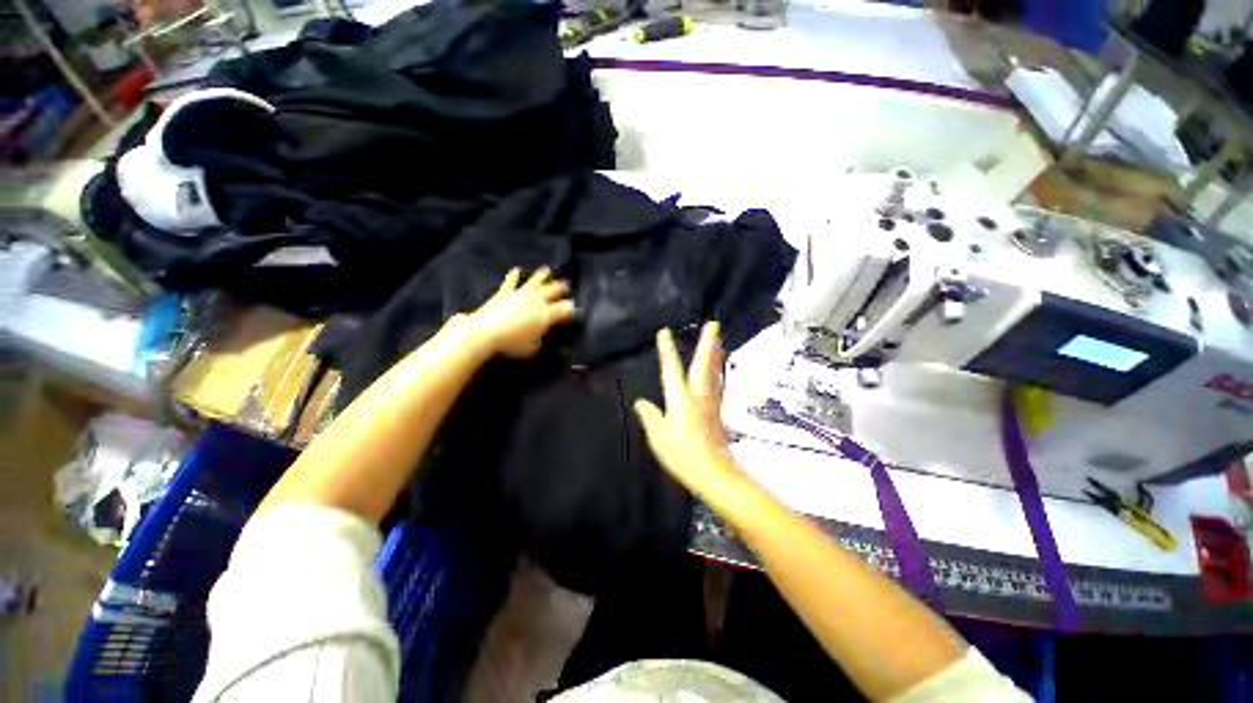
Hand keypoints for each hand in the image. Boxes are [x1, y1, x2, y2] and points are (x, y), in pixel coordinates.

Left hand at [467, 267, 574, 358]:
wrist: (484, 333)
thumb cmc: (512, 343)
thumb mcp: (534, 349)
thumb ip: (543, 341)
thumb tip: (548, 338)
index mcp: (547, 313)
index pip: (567, 308)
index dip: (573, 309)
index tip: (577, 310)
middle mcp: (537, 300)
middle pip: (554, 289)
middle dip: (563, 288)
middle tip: (568, 286)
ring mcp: (521, 293)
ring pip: (536, 281)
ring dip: (544, 275)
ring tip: (549, 270)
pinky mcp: (505, 292)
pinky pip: (511, 281)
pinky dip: (514, 275)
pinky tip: (516, 270)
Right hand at [634, 323, 746, 499]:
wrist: (713, 473)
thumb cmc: (682, 455)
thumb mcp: (659, 437)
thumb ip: (650, 417)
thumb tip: (641, 402)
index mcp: (680, 399)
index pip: (671, 369)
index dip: (667, 351)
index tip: (664, 332)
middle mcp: (698, 396)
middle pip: (703, 365)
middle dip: (707, 344)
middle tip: (714, 325)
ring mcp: (711, 403)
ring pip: (714, 373)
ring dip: (715, 354)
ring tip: (718, 340)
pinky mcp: (717, 413)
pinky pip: (717, 384)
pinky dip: (718, 372)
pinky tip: (719, 370)